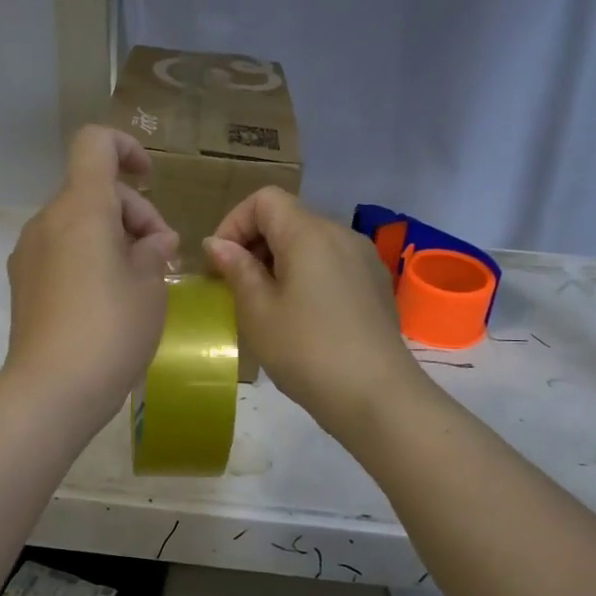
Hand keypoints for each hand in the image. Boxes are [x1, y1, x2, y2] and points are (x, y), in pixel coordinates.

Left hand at [3, 126, 179, 421]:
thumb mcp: (150, 287)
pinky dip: (89, 257)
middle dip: (134, 213)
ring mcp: (30, 252)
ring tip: (142, 282)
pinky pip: (62, 250)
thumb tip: (152, 241)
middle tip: (164, 257)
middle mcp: (48, 221)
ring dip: (113, 237)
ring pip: (78, 222)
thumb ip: (154, 250)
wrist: (51, 391)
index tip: (151, 180)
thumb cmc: (111, 331)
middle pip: (93, 190)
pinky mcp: (23, 282)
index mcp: (81, 208)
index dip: (126, 148)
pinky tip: (110, 299)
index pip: (95, 144)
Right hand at [203, 187, 424, 435]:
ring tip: (266, 304)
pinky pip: (332, 264)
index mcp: (309, 233)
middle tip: (236, 287)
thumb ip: (236, 269)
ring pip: (311, 242)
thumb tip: (218, 243)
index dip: (234, 223)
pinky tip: (302, 317)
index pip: (265, 200)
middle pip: (289, 218)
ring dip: (280, 261)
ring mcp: (364, 259)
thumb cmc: (306, 351)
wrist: (376, 396)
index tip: (221, 263)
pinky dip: (307, 276)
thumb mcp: (258, 311)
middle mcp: (341, 234)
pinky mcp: (375, 285)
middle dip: (255, 244)